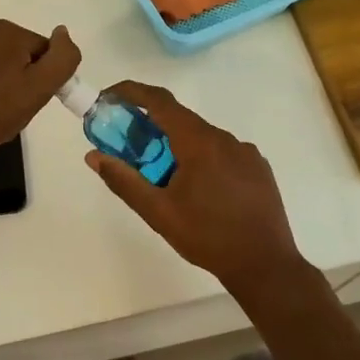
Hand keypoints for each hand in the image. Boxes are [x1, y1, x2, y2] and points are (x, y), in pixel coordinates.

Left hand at [0, 20, 80, 174]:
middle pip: (21, 52)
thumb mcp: (40, 88)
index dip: (44, 77)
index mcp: (8, 31)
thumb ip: (62, 58)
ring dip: (3, 77)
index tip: (32, 99)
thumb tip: (63, 32)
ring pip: (0, 59)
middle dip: (23, 75)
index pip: (44, 50)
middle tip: (14, 105)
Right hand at [85, 82, 305, 292]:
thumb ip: (124, 181)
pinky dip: (202, 159)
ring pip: (201, 138)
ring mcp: (245, 151)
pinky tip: (200, 192)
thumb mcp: (158, 212)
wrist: (265, 266)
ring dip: (178, 147)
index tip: (109, 99)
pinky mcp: (258, 167)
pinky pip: (222, 152)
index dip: (131, 93)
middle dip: (151, 128)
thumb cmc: (207, 237)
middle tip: (131, 151)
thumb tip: (94, 156)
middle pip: (180, 120)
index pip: (159, 101)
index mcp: (199, 142)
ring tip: (166, 182)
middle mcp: (224, 138)